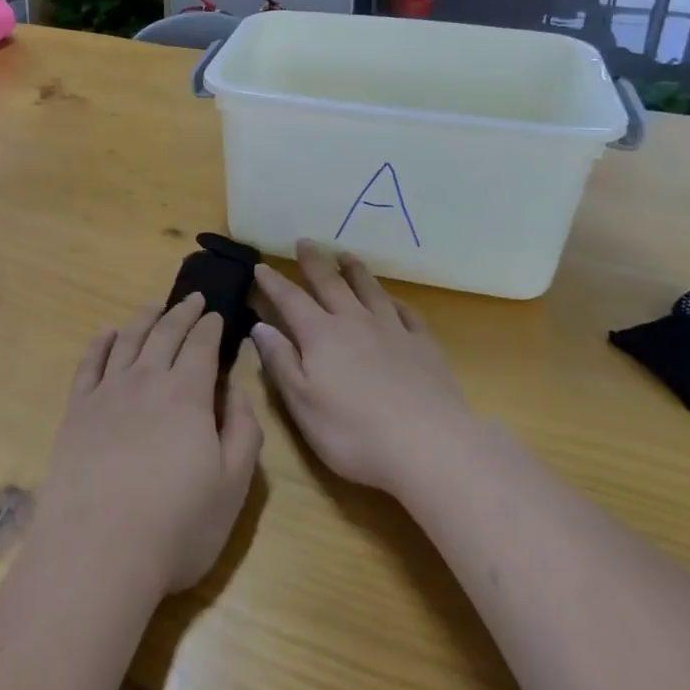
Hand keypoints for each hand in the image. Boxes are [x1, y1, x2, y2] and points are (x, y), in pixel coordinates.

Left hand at [32, 295, 262, 601]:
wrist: (98, 550)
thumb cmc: (176, 525)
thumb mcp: (233, 485)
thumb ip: (243, 430)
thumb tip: (236, 389)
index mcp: (187, 394)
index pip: (201, 346)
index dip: (210, 327)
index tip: (215, 314)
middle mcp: (146, 380)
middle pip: (165, 333)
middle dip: (182, 312)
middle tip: (192, 298)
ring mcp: (107, 392)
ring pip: (128, 340)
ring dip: (144, 318)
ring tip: (154, 305)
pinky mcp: (77, 410)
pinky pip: (89, 363)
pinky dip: (100, 342)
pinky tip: (106, 332)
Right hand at [251, 241, 470, 496]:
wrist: (429, 446)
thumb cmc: (353, 432)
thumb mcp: (302, 402)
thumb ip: (280, 361)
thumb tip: (260, 326)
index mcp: (320, 335)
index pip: (290, 300)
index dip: (274, 283)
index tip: (261, 266)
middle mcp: (354, 322)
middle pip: (330, 284)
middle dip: (314, 262)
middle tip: (305, 242)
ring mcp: (393, 331)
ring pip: (370, 290)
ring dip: (355, 270)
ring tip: (345, 255)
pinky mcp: (424, 346)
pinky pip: (408, 314)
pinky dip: (396, 301)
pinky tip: (393, 300)